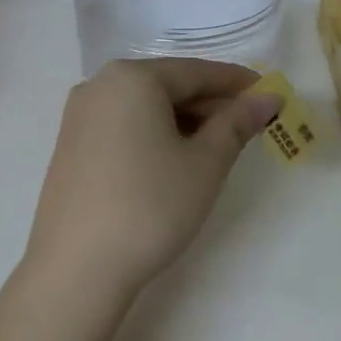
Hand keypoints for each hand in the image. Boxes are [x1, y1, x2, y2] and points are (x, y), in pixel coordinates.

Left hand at [26, 59, 281, 295]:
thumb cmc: (151, 206)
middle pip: (168, 86)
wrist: (78, 268)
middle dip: (210, 104)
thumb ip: (237, 123)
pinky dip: (155, 134)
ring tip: (218, 147)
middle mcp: (99, 86)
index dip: (236, 83)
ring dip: (184, 121)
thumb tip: (268, 97)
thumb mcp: (206, 164)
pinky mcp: (71, 147)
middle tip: (249, 126)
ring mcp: (79, 117)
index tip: (269, 95)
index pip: (196, 72)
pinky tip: (175, 160)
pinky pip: (124, 126)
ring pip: (145, 107)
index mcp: (132, 78)